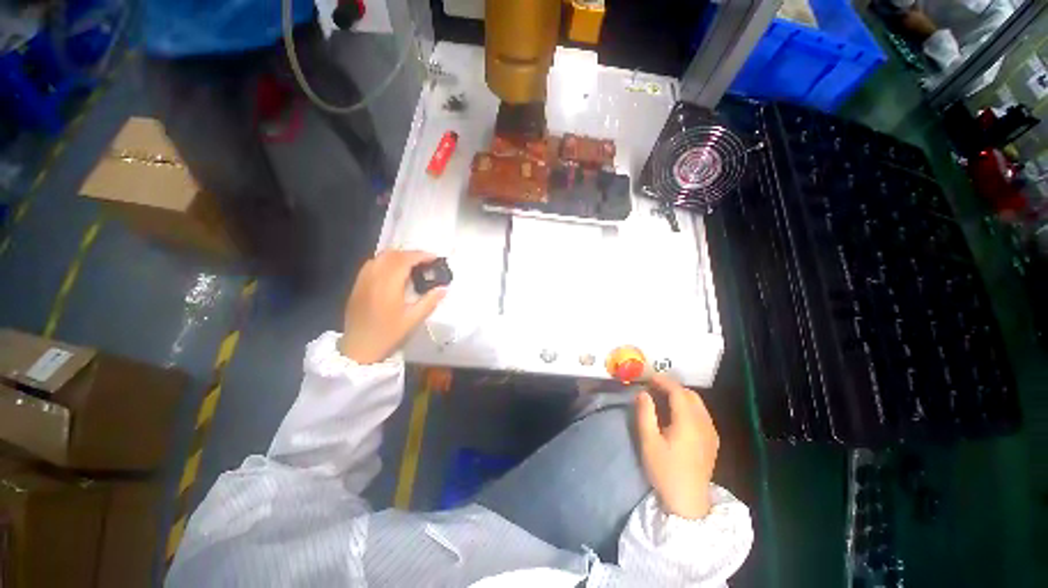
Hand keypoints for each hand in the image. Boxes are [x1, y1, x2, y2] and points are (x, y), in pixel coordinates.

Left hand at [339, 250, 446, 363]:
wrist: (358, 348)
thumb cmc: (387, 335)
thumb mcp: (413, 320)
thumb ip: (429, 301)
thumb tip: (444, 288)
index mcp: (388, 285)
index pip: (404, 260)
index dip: (420, 255)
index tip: (434, 257)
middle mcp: (373, 277)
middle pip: (392, 255)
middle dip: (410, 254)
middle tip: (426, 261)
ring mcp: (363, 280)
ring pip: (380, 257)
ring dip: (398, 256)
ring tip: (412, 264)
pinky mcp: (357, 285)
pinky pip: (372, 264)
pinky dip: (386, 261)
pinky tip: (394, 271)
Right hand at [636, 374, 719, 519]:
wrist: (688, 502)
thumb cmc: (665, 470)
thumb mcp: (649, 442)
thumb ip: (645, 413)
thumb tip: (643, 393)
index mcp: (688, 422)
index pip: (678, 392)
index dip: (663, 381)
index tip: (649, 378)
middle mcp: (704, 423)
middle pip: (691, 395)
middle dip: (672, 387)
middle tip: (654, 387)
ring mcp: (711, 433)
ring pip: (698, 404)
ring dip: (681, 396)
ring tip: (663, 398)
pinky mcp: (712, 442)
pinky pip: (702, 414)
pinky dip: (689, 406)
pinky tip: (677, 415)